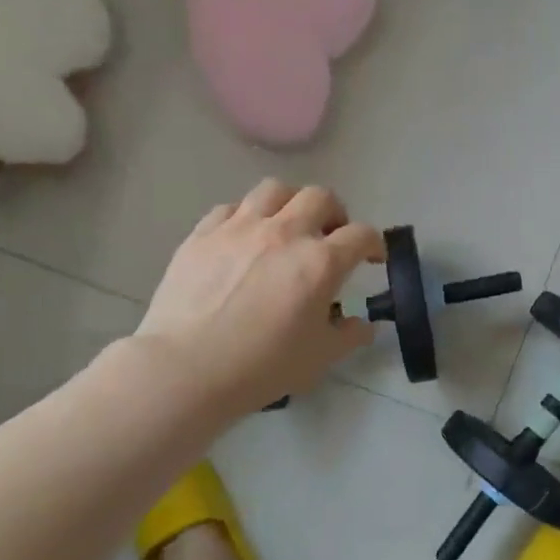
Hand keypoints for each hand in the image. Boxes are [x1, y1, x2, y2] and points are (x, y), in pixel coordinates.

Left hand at [132, 179, 383, 417]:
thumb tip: (364, 325)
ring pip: (275, 190)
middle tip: (331, 236)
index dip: (374, 243)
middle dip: (335, 213)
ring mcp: (240, 228)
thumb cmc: (261, 366)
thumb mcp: (319, 358)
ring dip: (291, 204)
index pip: (361, 235)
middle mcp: (285, 233)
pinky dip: (246, 217)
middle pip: (321, 197)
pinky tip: (243, 238)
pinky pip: (231, 208)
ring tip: (287, 226)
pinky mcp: (203, 234)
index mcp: (320, 262)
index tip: (372, 258)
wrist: (186, 368)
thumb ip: (349, 336)